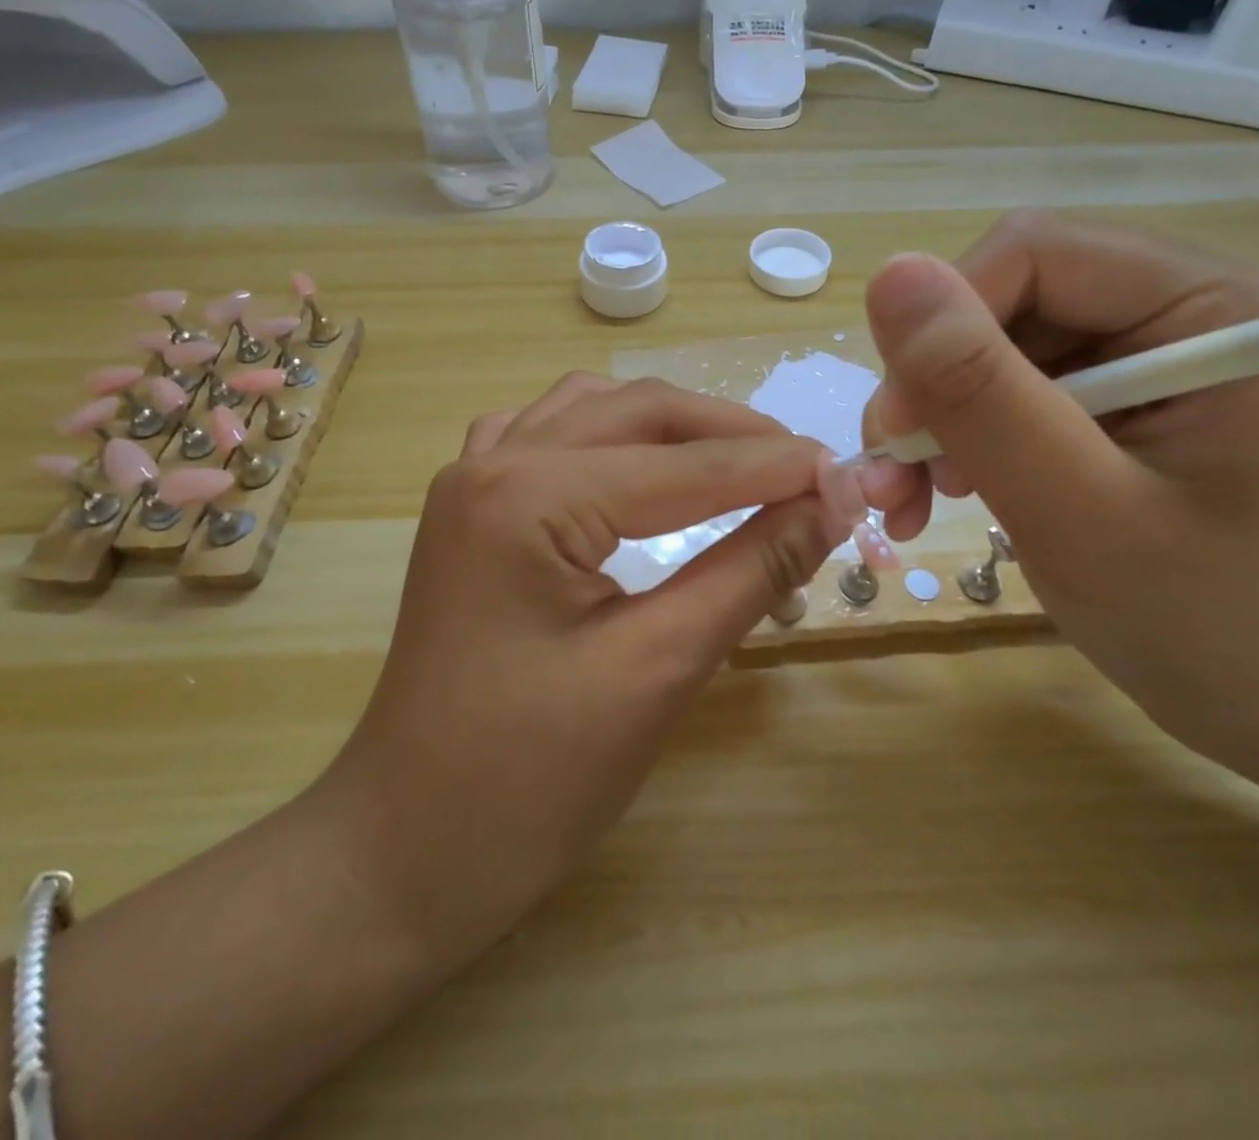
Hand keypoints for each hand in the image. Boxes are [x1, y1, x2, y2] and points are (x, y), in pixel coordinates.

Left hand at [324, 375, 846, 970]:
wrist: (407, 848)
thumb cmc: (530, 779)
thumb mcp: (658, 669)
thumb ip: (750, 570)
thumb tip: (830, 505)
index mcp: (528, 496)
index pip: (682, 464)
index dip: (775, 467)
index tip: (851, 476)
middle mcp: (493, 462)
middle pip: (638, 412)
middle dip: (730, 434)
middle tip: (807, 471)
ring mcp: (471, 481)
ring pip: (593, 410)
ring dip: (673, 427)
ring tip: (740, 463)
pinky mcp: (470, 511)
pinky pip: (549, 437)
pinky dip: (611, 436)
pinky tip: (639, 465)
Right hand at [857, 213, 1258, 764]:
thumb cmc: (1211, 625)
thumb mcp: (1080, 513)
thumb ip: (984, 395)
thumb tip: (890, 274)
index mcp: (1219, 304)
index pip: (1033, 255)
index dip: (943, 328)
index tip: (896, 430)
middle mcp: (1186, 304)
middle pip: (1004, 300)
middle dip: (932, 389)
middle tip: (893, 481)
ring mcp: (1150, 349)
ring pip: (990, 346)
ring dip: (934, 421)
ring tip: (909, 502)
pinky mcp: (1119, 393)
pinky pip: (1006, 386)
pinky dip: (959, 438)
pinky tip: (944, 493)